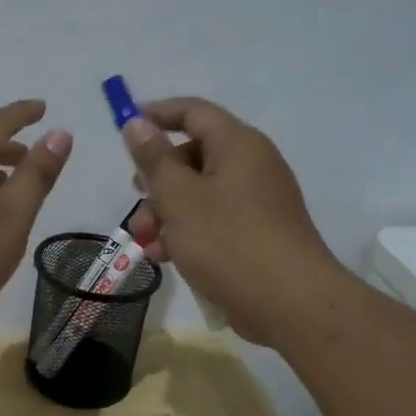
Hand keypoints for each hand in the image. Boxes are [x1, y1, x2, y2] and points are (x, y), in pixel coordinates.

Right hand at [121, 97, 348, 346]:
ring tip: (146, 241)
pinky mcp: (257, 233)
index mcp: (238, 145)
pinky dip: (187, 232)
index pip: (193, 112)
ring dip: (167, 212)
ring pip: (199, 193)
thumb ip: (154, 159)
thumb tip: (137, 123)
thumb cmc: (228, 241)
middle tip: (136, 199)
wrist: (290, 303)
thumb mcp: (179, 198)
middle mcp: (251, 165)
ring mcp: (257, 201)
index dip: (156, 114)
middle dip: (157, 179)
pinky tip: (166, 257)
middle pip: (193, 156)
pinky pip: (214, 220)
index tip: (125, 128)